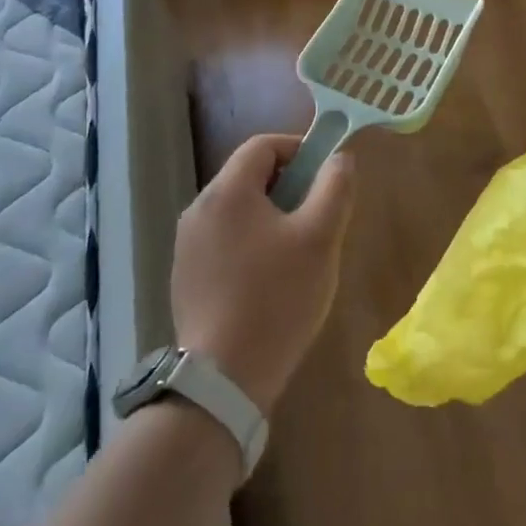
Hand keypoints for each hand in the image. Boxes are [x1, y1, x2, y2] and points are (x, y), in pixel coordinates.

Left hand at [172, 134, 356, 414]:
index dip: (298, 149)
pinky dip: (250, 245)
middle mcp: (198, 209)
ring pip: (238, 211)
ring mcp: (187, 246)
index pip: (263, 145)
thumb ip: (335, 188)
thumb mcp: (320, 238)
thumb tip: (340, 159)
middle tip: (317, 218)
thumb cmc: (277, 298)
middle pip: (248, 176)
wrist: (222, 380)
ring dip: (270, 217)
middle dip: (287, 186)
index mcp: (227, 191)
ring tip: (298, 254)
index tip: (325, 175)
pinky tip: (269, 283)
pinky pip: (224, 241)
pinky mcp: (185, 278)